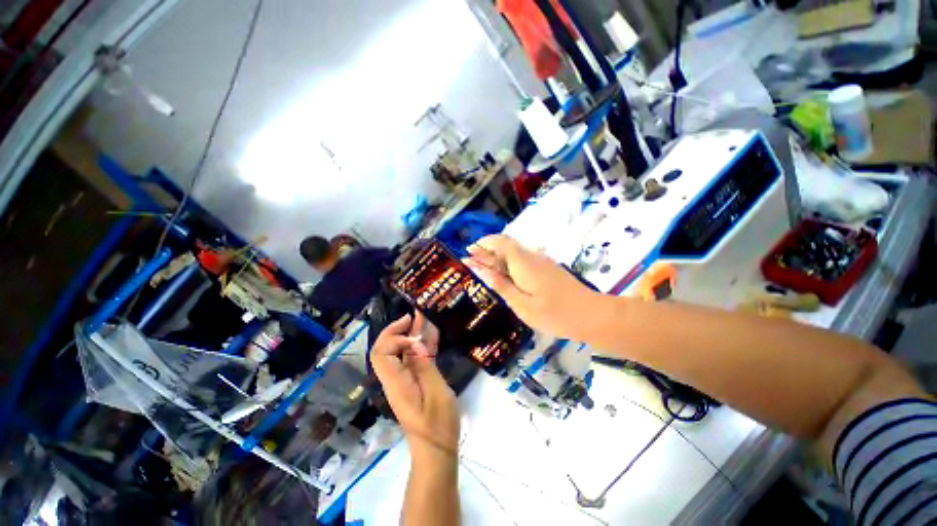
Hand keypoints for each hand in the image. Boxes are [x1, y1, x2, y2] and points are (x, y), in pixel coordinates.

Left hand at [370, 313, 458, 460]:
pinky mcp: (413, 382)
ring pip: (400, 352)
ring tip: (423, 319)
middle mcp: (395, 379)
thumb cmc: (438, 425)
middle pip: (386, 349)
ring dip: (410, 334)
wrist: (437, 451)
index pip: (381, 352)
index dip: (394, 336)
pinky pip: (412, 359)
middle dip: (398, 329)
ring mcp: (404, 380)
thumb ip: (424, 366)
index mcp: (396, 382)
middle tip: (415, 317)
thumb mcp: (436, 393)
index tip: (414, 334)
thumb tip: (413, 342)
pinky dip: (420, 345)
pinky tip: (431, 335)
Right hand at [465, 234, 602, 341]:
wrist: (591, 315)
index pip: (500, 242)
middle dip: (487, 250)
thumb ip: (499, 284)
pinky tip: (505, 276)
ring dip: (498, 257)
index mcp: (523, 263)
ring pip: (515, 252)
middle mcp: (532, 256)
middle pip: (506, 245)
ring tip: (484, 270)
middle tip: (472, 262)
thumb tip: (479, 268)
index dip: (483, 244)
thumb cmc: (553, 314)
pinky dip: (509, 264)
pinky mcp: (547, 268)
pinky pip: (523, 260)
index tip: (468, 252)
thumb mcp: (521, 304)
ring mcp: (542, 261)